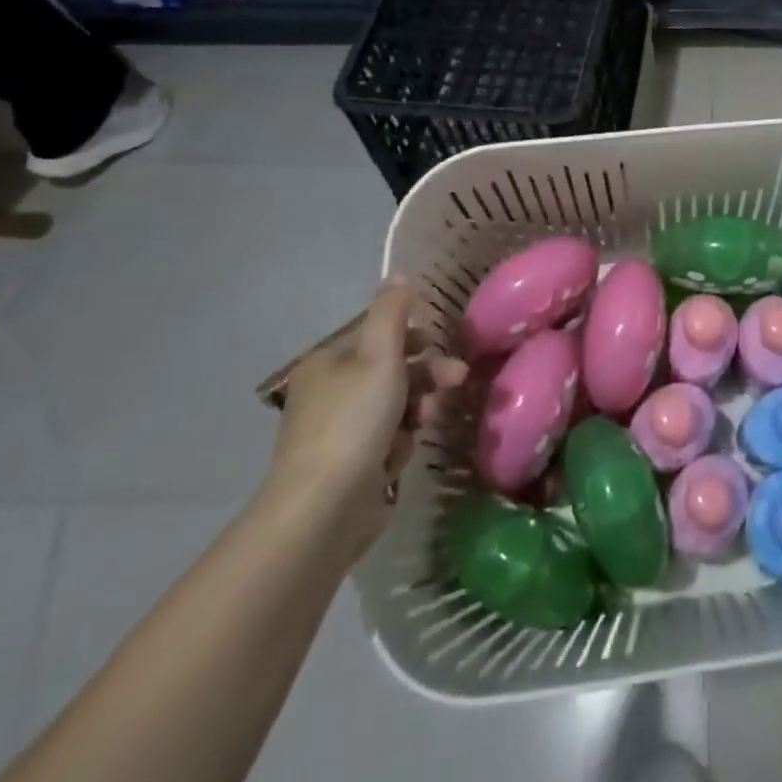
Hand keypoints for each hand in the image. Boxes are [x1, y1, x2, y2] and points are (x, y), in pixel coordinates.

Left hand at [264, 278, 468, 566]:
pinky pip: (388, 440)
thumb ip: (392, 312)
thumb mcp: (379, 355)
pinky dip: (399, 444)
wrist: (325, 507)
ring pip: (396, 405)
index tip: (440, 344)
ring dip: (417, 409)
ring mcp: (339, 431)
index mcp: (328, 362)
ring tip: (426, 424)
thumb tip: (399, 274)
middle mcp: (330, 392)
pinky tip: (398, 456)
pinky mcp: (351, 465)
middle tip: (457, 380)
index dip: (412, 337)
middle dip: (426, 375)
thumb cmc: (354, 420)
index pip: (376, 335)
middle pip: (391, 370)